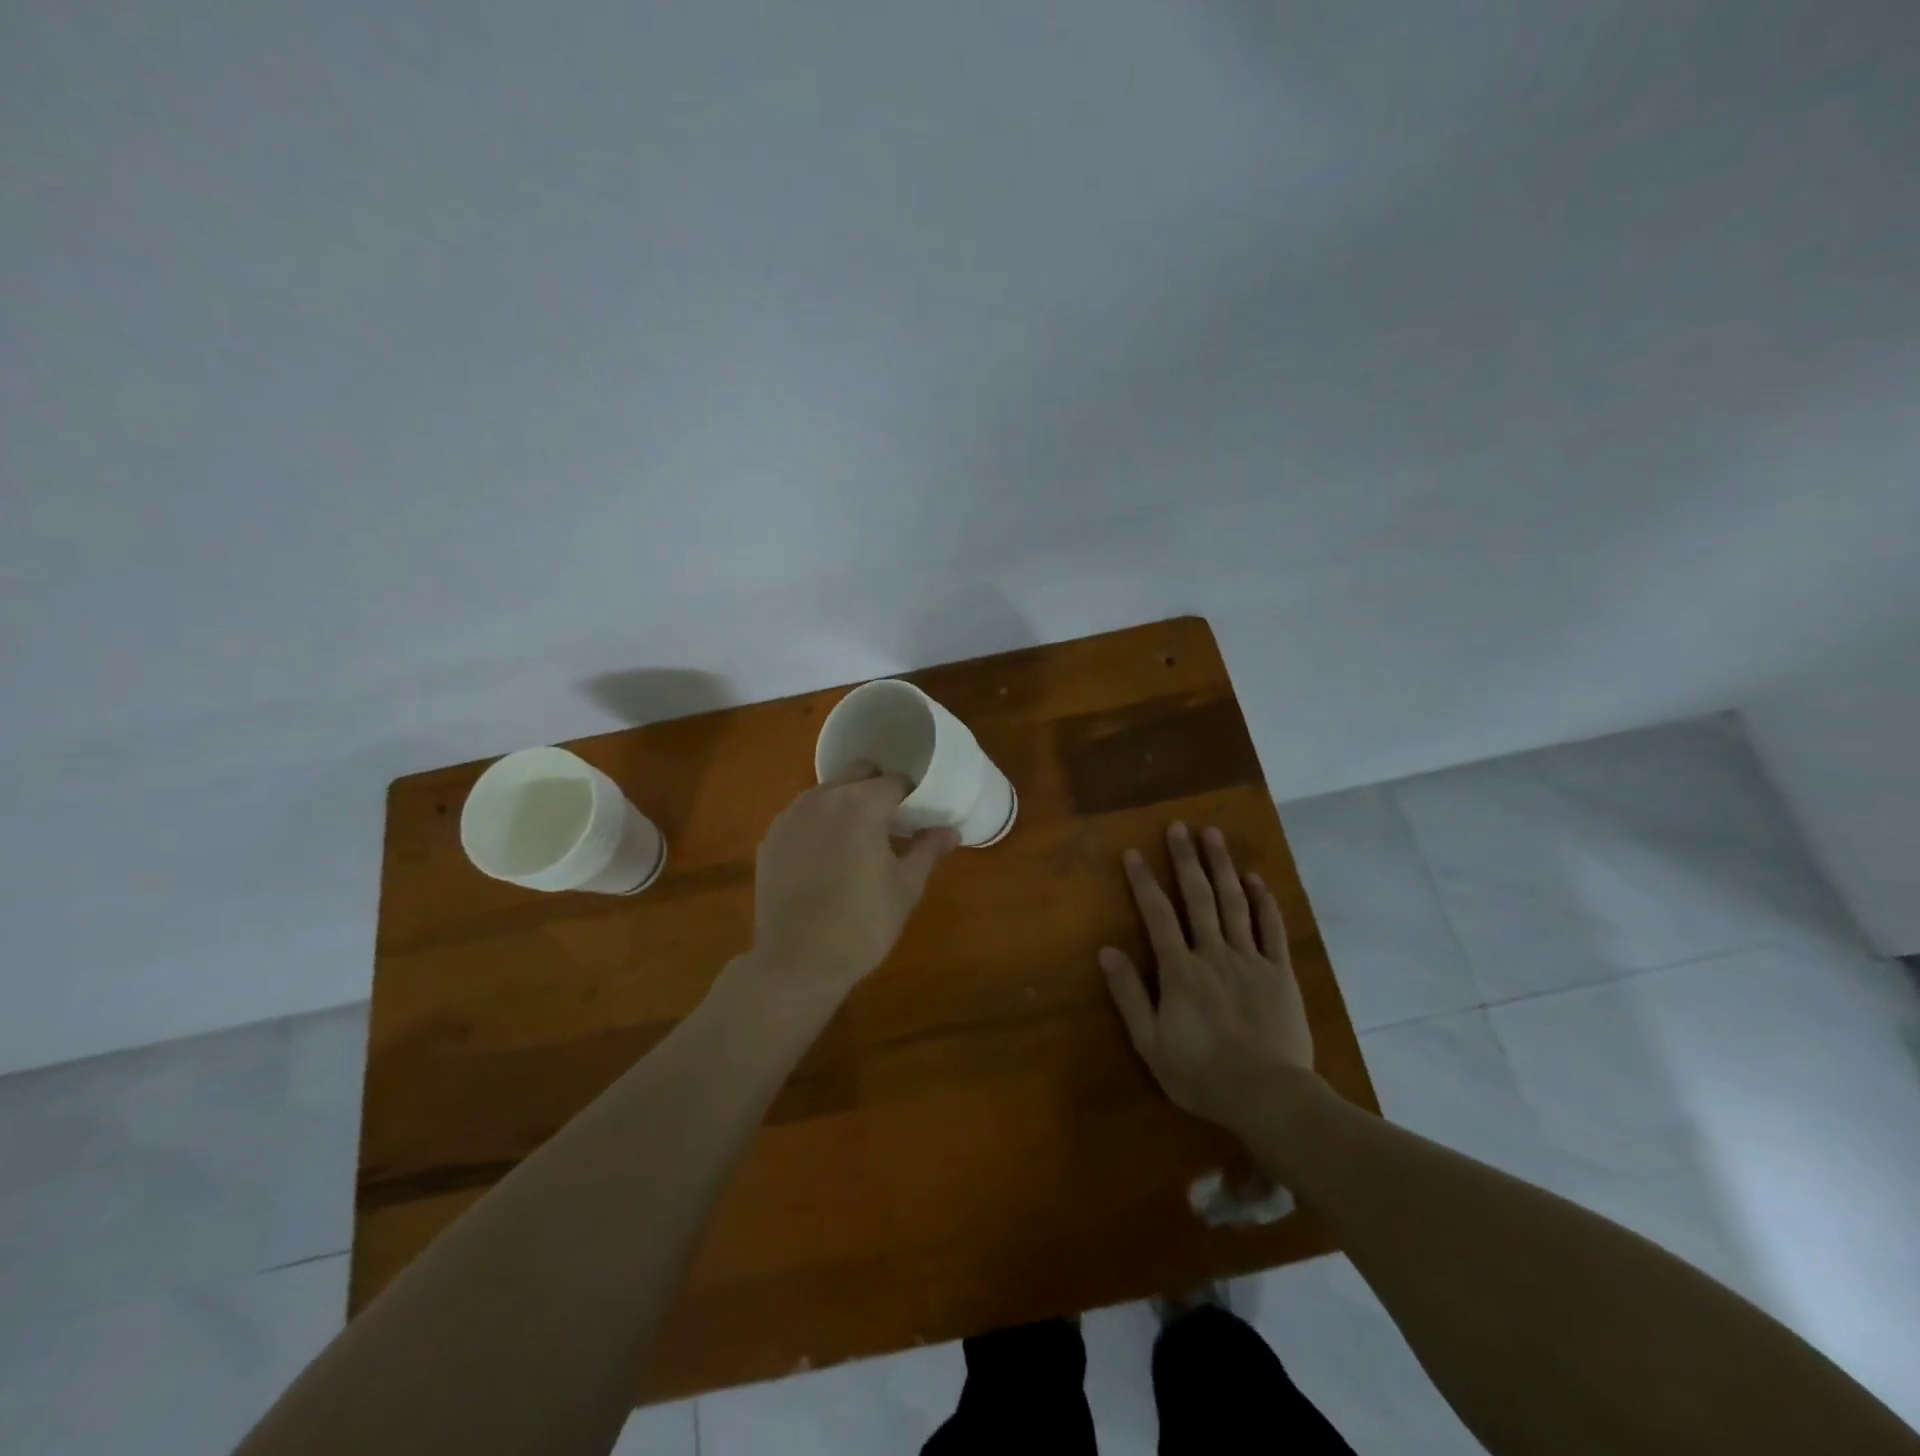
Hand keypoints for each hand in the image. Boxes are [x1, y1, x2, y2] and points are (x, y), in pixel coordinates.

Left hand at [742, 763, 958, 1005]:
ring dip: (846, 802)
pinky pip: (801, 815)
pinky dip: (818, 823)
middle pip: (857, 773)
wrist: (796, 962)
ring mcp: (790, 816)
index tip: (919, 814)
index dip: (912, 795)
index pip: (896, 782)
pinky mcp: (770, 838)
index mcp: (861, 804)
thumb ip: (928, 850)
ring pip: (826, 791)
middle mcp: (823, 798)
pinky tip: (825, 857)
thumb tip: (950, 831)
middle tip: (891, 821)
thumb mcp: (906, 888)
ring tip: (857, 838)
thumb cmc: (862, 924)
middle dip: (877, 787)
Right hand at [1100, 822, 1316, 1138]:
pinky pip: (1271, 929)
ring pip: (1234, 903)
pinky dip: (1263, 901)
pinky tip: (1255, 879)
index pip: (1157, 915)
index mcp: (1180, 970)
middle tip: (1180, 826)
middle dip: (1186, 859)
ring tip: (1214, 835)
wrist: (1269, 1097)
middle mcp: (1213, 953)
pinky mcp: (1280, 973)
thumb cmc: (1201, 1074)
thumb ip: (1129, 994)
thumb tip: (1107, 951)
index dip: (1144, 882)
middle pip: (1198, 897)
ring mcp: (1250, 960)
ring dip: (1222, 866)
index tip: (1134, 852)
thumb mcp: (1151, 1042)